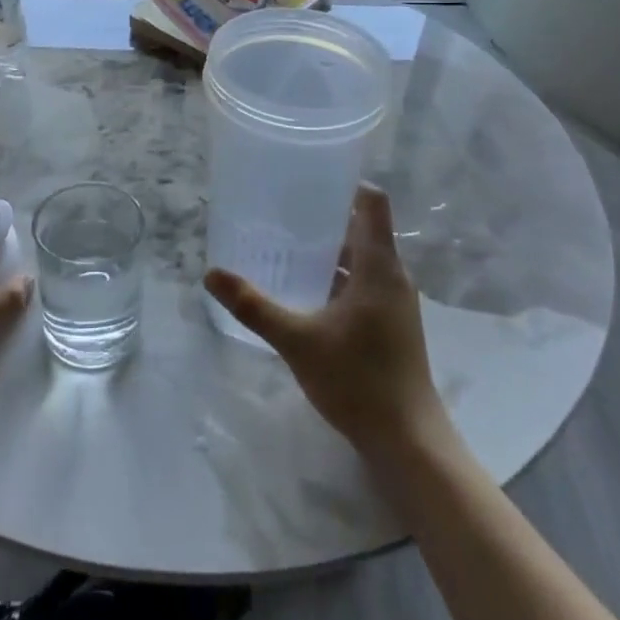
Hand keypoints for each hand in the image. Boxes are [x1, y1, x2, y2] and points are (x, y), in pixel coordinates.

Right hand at [205, 185, 446, 452]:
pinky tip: (305, 291)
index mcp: (379, 266)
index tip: (310, 178)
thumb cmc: (358, 380)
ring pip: (362, 259)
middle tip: (282, 212)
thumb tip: (211, 274)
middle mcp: (393, 276)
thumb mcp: (298, 340)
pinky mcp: (391, 323)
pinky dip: (337, 277)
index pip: (372, 203)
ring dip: (330, 250)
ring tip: (286, 247)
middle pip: (363, 229)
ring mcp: (395, 301)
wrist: (408, 441)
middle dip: (325, 218)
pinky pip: (364, 283)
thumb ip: (255, 306)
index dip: (346, 183)